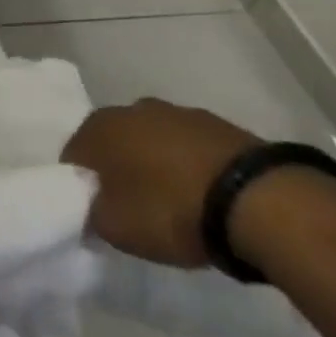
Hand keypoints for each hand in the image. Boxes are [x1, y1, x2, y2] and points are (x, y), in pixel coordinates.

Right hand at [62, 100, 260, 267]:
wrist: (261, 203)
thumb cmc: (172, 210)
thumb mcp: (114, 227)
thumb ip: (91, 212)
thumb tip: (90, 206)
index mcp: (98, 127)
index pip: (74, 156)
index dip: (82, 186)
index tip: (97, 212)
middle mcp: (131, 109)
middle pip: (114, 144)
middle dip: (119, 170)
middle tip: (134, 208)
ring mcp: (179, 113)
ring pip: (154, 142)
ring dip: (157, 165)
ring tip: (176, 204)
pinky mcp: (222, 126)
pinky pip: (192, 148)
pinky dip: (192, 167)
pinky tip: (206, 196)